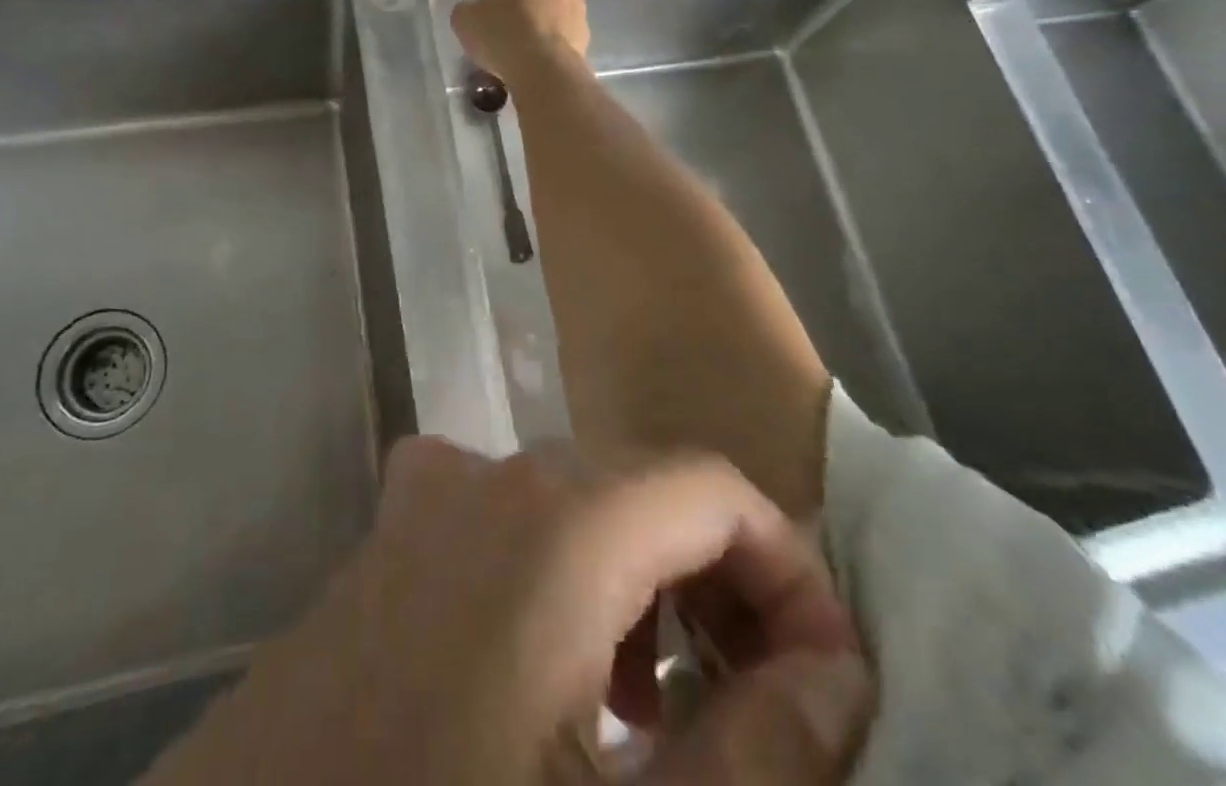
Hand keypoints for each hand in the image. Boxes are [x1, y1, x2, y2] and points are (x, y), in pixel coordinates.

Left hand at [142, 440, 872, 785]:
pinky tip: (551, 668)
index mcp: (560, 516)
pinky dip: (559, 568)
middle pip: (645, 485)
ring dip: (639, 576)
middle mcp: (493, 471)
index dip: (787, 569)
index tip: (825, 676)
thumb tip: (834, 675)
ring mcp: (430, 492)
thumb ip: (753, 754)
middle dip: (718, 577)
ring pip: (576, 498)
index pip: (712, 486)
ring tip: (657, 702)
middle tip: (755, 698)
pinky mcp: (390, 531)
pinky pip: (502, 514)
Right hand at [452, 0, 590, 91]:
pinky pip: (565, 33)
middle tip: (507, 33)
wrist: (544, 69)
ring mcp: (577, 2)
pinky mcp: (588, 29)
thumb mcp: (464, 19)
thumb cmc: (501, 35)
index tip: (491, 17)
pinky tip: (541, 62)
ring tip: (526, 53)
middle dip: (524, 6)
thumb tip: (476, 12)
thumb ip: (468, 8)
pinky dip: (555, 43)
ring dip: (542, 24)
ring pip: (553, 10)